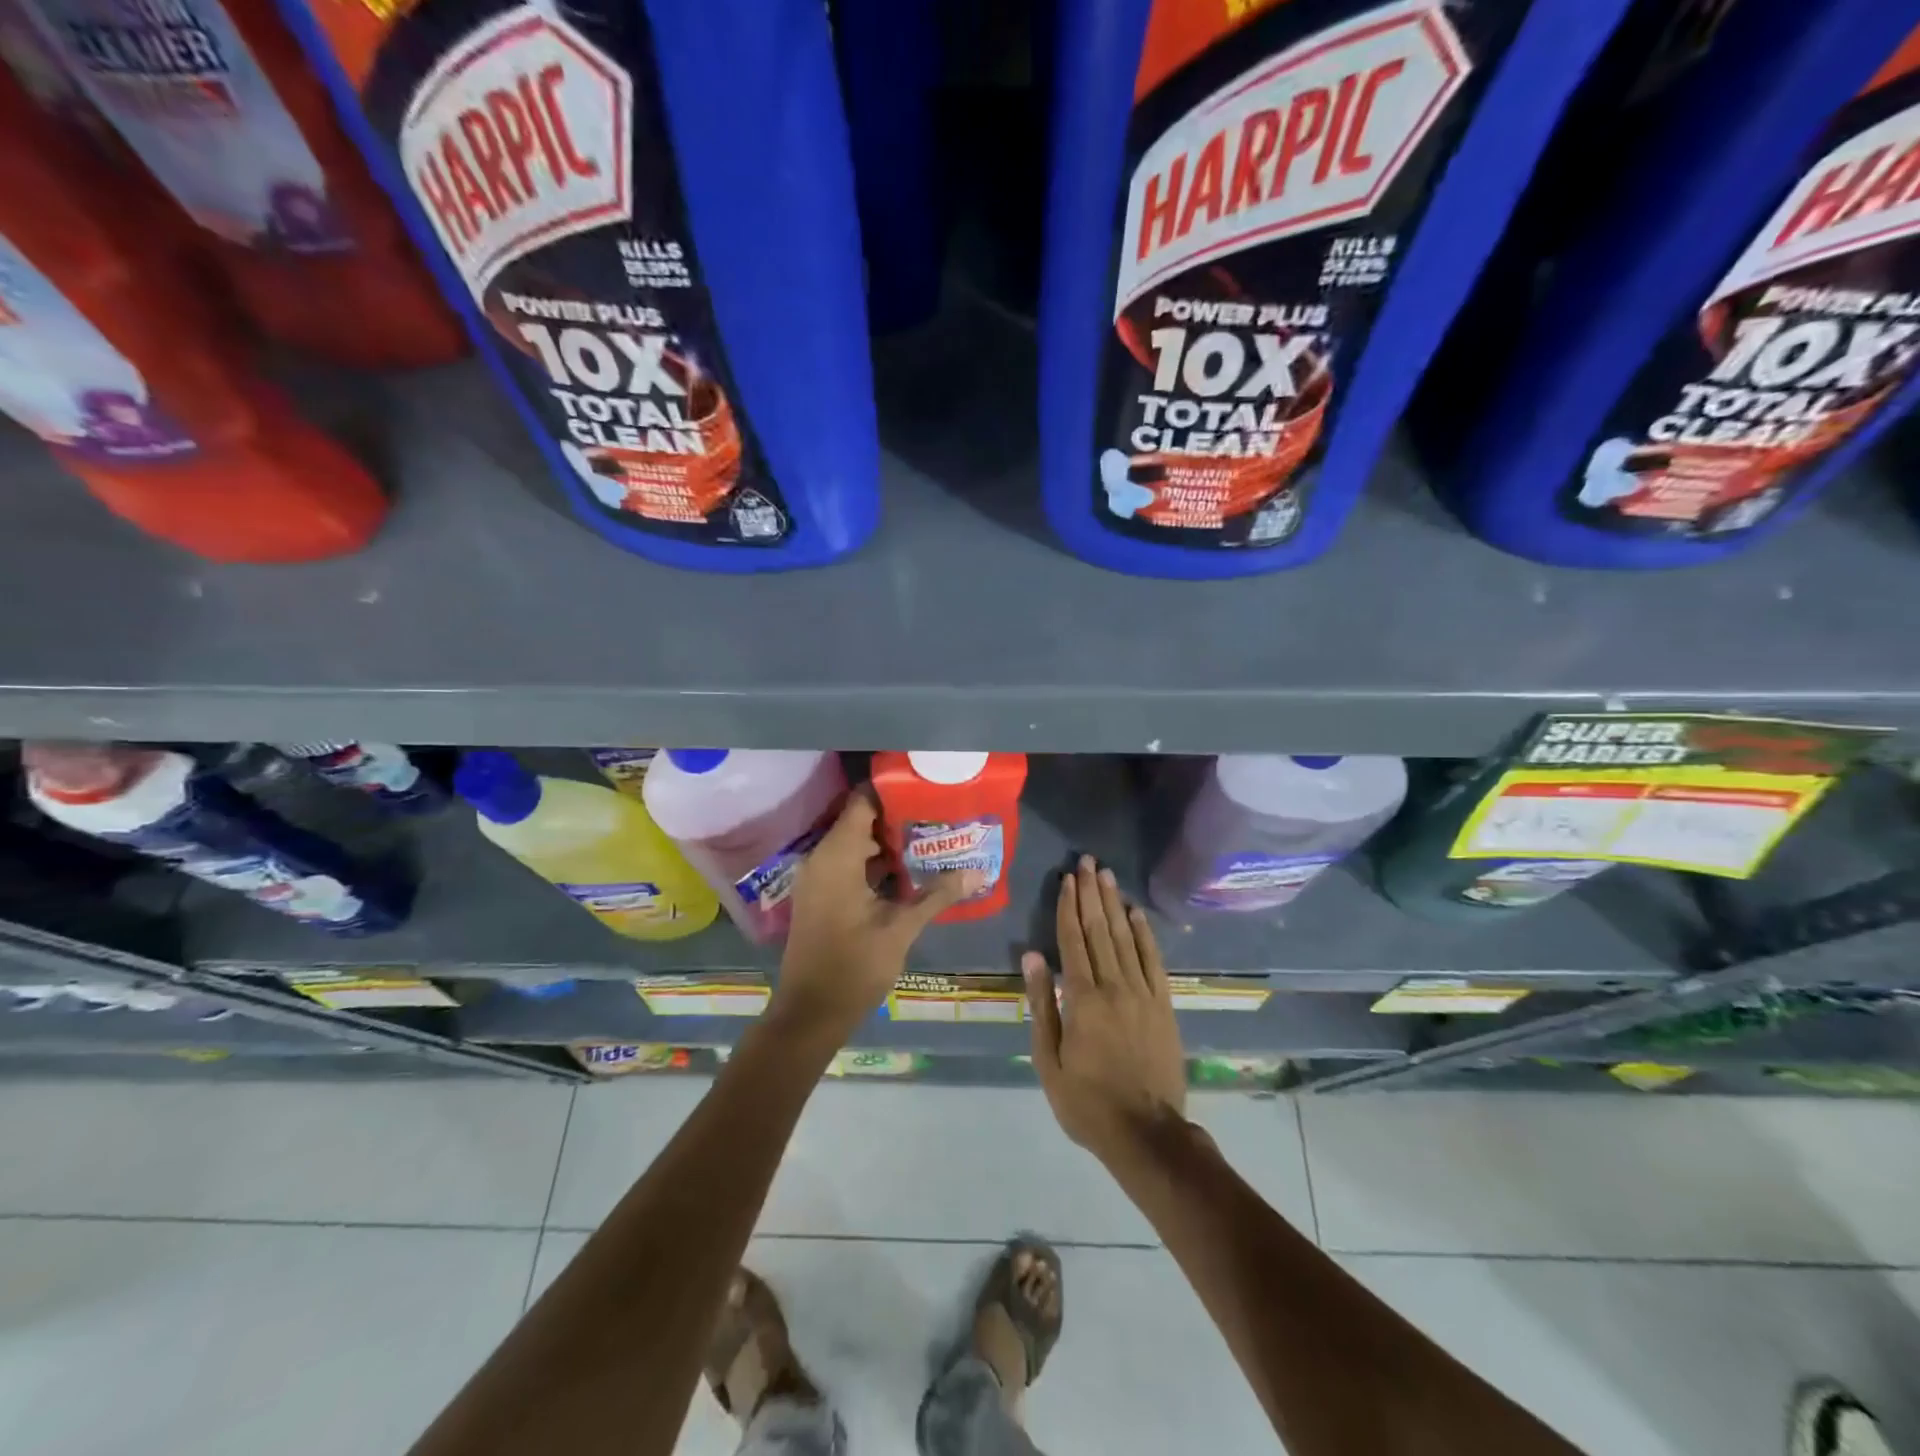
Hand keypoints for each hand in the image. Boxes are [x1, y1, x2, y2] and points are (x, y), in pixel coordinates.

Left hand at [775, 791, 981, 1042]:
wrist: (810, 1013)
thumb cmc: (853, 966)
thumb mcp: (900, 928)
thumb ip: (937, 895)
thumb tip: (978, 872)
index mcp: (836, 856)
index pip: (862, 802)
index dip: (892, 791)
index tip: (925, 788)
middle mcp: (821, 858)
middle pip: (860, 821)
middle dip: (898, 817)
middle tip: (937, 816)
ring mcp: (817, 878)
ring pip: (854, 844)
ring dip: (888, 842)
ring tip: (930, 839)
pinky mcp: (820, 895)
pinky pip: (847, 864)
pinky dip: (873, 862)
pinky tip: (907, 872)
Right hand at [1024, 856, 1186, 1167]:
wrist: (1146, 1133)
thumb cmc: (1086, 1101)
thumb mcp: (1048, 1060)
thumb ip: (1041, 1004)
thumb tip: (1031, 956)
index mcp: (1082, 999)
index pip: (1072, 940)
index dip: (1068, 906)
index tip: (1067, 878)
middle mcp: (1113, 986)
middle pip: (1099, 930)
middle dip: (1092, 893)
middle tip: (1088, 862)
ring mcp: (1143, 994)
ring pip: (1126, 938)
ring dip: (1114, 904)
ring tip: (1107, 876)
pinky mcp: (1163, 1005)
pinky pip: (1153, 961)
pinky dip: (1145, 934)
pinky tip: (1136, 913)